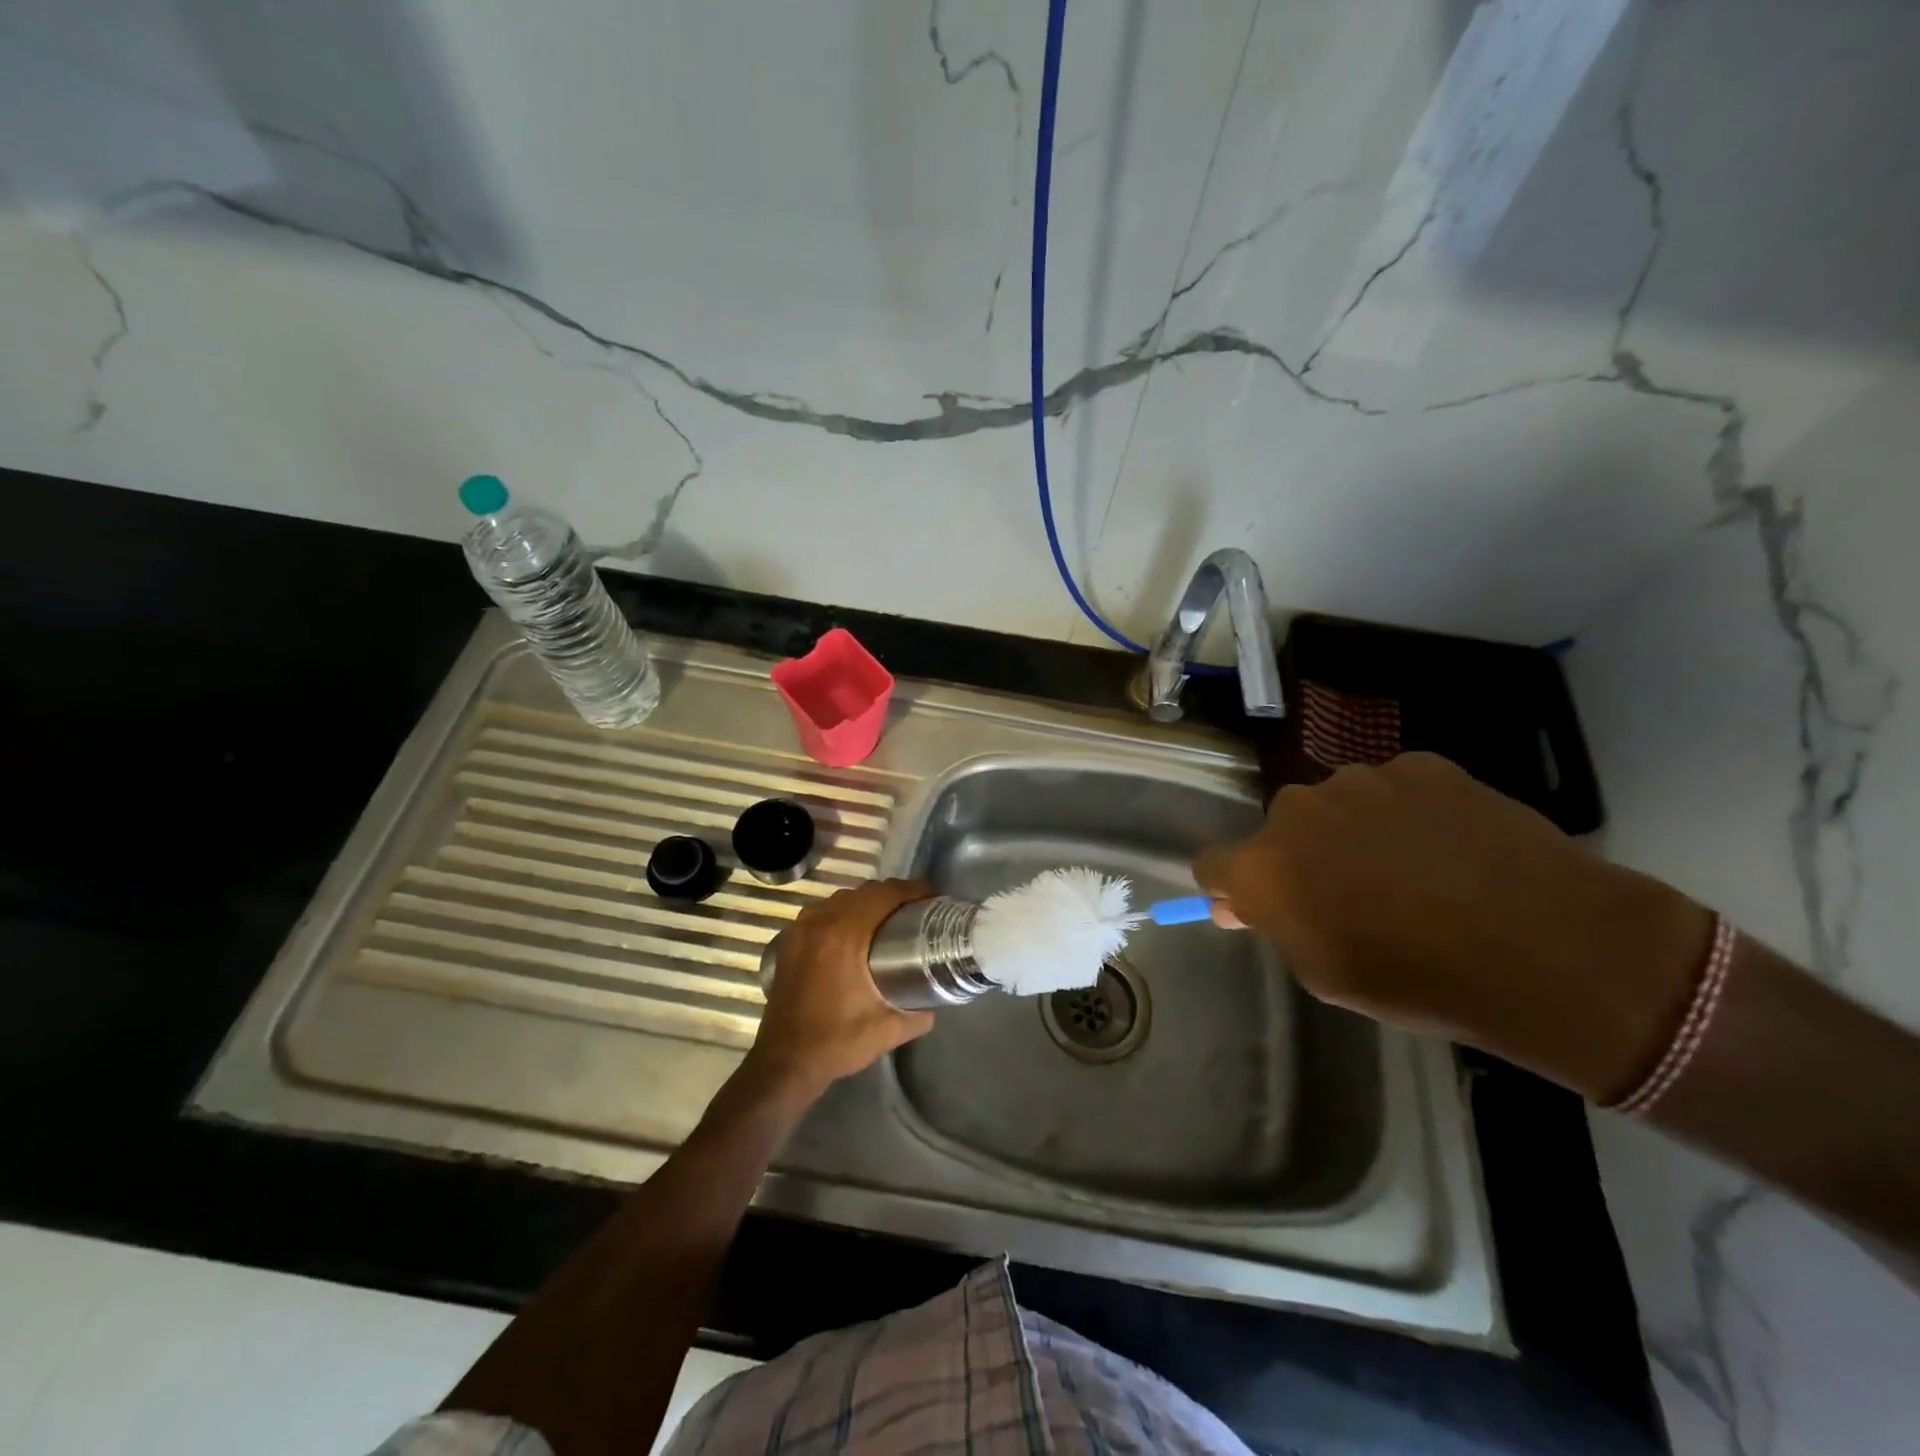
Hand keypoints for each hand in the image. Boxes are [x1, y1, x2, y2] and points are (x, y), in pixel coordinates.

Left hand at [746, 879, 935, 1099]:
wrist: (784, 1064)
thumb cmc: (837, 1042)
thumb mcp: (889, 1030)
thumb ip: (919, 1012)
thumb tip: (934, 1001)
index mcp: (845, 935)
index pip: (884, 894)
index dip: (912, 890)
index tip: (933, 899)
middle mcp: (820, 921)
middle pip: (863, 892)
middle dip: (892, 896)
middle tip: (916, 912)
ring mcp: (800, 929)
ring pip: (841, 900)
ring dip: (866, 904)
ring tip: (889, 922)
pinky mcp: (789, 941)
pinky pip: (823, 914)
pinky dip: (843, 915)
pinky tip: (855, 936)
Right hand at [1193, 752, 1715, 1100]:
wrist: (1546, 947)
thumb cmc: (1420, 981)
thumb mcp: (1326, 975)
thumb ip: (1277, 927)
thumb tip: (1243, 902)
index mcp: (1264, 867)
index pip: (1212, 864)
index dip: (1231, 886)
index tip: (1259, 906)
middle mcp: (1297, 810)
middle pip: (1282, 830)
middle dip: (1303, 856)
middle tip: (1354, 895)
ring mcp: (1360, 780)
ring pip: (1338, 804)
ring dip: (1354, 830)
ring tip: (1415, 870)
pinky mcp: (1420, 764)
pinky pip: (1395, 787)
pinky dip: (1408, 812)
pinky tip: (1451, 846)